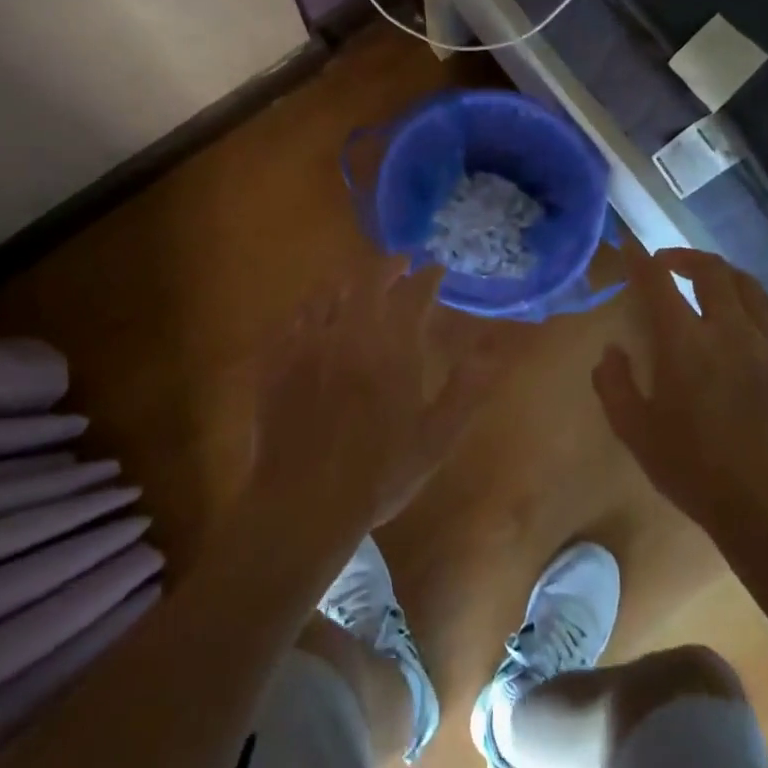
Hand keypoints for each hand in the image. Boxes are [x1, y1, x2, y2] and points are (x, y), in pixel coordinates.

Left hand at [247, 257, 498, 555]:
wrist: (304, 502)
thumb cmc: (378, 475)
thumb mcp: (435, 439)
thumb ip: (466, 391)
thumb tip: (491, 352)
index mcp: (391, 348)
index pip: (413, 294)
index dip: (427, 277)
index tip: (436, 270)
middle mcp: (349, 333)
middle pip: (367, 281)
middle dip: (388, 267)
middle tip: (401, 266)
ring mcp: (307, 344)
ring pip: (327, 293)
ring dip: (348, 282)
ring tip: (360, 285)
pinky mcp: (276, 361)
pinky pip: (292, 318)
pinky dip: (310, 308)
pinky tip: (314, 316)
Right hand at [593, 239, 767, 541]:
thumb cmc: (696, 472)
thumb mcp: (636, 433)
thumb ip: (613, 384)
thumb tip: (611, 351)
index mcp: (686, 345)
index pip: (658, 284)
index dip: (640, 261)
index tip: (629, 246)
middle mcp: (731, 331)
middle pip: (711, 271)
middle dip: (684, 257)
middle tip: (666, 263)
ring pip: (750, 287)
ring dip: (722, 274)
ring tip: (707, 280)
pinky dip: (759, 300)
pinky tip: (752, 309)